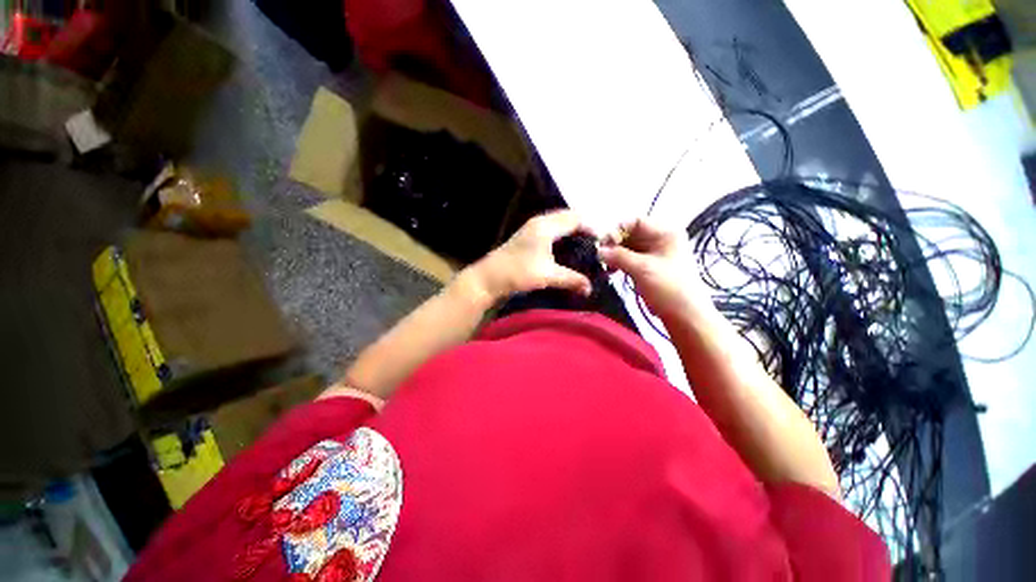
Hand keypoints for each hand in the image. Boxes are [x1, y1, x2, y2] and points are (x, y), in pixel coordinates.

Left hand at [465, 210, 593, 302]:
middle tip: (598, 243)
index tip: (605, 241)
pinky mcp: (528, 237)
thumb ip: (571, 279)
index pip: (576, 218)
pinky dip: (563, 236)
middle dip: (585, 227)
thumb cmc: (518, 273)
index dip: (592, 227)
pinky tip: (568, 249)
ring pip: (559, 223)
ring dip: (573, 231)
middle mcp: (540, 222)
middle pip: (568, 217)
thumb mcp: (547, 276)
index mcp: (546, 226)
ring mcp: (532, 228)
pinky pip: (552, 230)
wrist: (488, 278)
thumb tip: (590, 288)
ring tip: (587, 246)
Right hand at [598, 218, 706, 319]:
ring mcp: (654, 253)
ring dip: (614, 255)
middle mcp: (660, 238)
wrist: (684, 315)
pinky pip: (629, 259)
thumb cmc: (668, 287)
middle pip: (630, 234)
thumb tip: (598, 250)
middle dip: (613, 244)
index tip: (602, 243)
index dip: (617, 229)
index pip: (635, 221)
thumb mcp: (642, 269)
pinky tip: (609, 271)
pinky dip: (618, 263)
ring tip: (602, 265)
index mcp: (666, 232)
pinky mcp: (648, 266)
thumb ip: (618, 256)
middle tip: (599, 255)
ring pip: (627, 247)